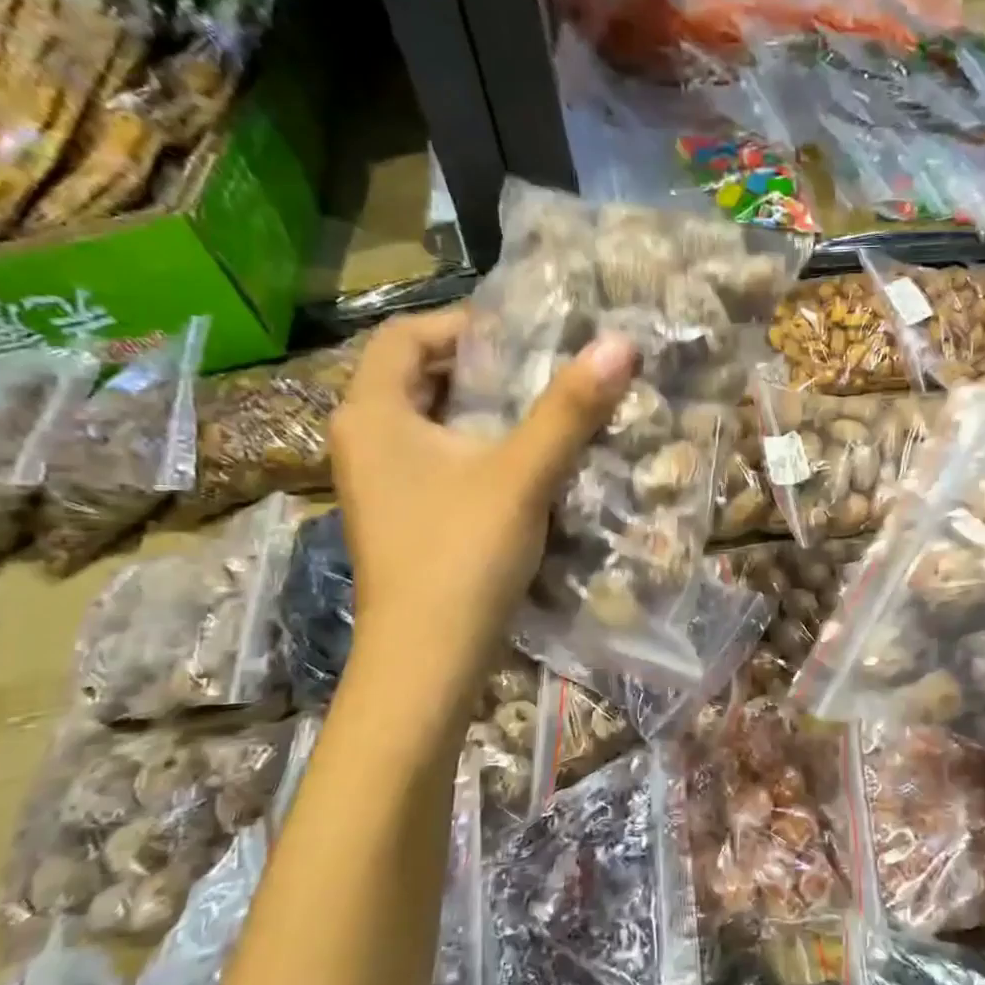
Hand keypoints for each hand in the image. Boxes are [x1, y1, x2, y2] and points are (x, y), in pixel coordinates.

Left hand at [329, 310, 636, 666]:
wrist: (428, 659)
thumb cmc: (462, 554)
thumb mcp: (521, 475)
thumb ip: (569, 409)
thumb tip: (620, 344)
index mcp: (373, 413)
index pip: (406, 335)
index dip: (464, 324)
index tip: (525, 338)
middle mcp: (364, 439)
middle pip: (418, 376)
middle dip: (481, 368)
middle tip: (543, 371)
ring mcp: (379, 483)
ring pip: (431, 422)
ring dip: (483, 411)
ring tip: (543, 412)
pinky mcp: (402, 516)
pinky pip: (438, 460)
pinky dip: (477, 450)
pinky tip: (523, 466)